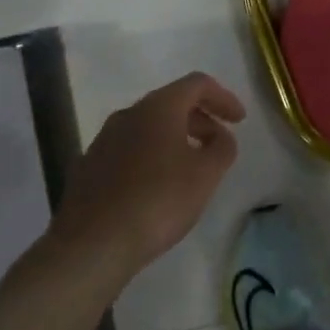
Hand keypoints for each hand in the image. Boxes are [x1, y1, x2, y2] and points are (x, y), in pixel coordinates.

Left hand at [51, 72, 245, 281]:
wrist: (91, 246)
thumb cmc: (158, 201)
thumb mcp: (206, 174)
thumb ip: (223, 147)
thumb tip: (220, 136)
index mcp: (158, 107)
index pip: (197, 84)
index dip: (223, 97)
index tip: (239, 120)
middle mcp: (128, 114)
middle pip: (171, 103)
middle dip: (200, 119)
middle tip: (219, 144)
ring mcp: (104, 140)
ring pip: (148, 127)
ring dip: (175, 138)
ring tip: (191, 168)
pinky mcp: (89, 167)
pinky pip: (129, 150)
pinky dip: (152, 156)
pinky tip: (158, 187)